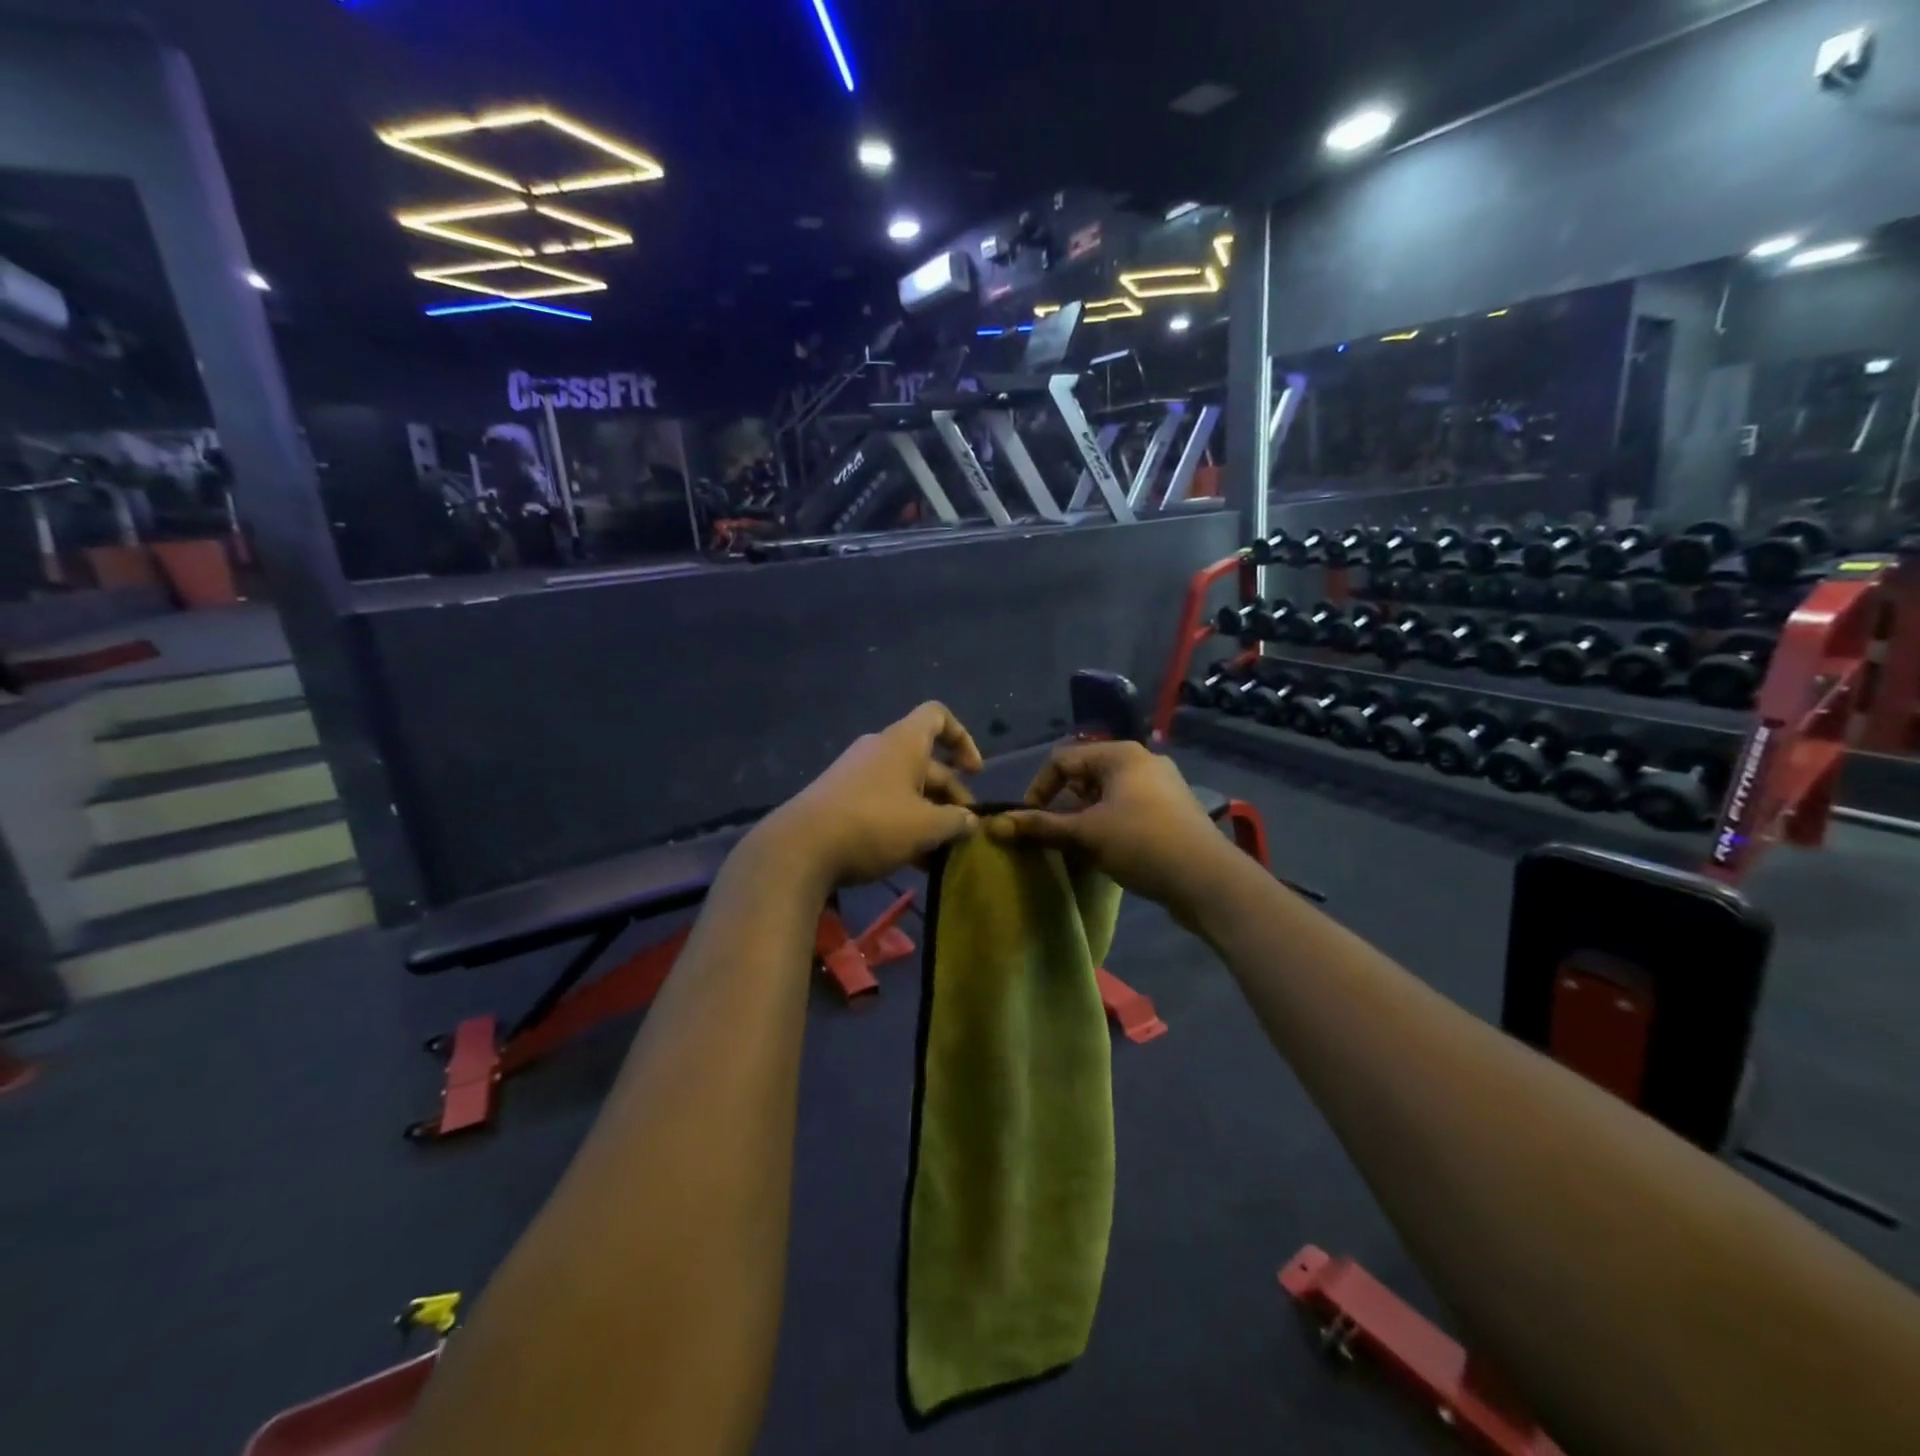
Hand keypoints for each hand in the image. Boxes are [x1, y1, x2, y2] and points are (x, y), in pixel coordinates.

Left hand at [760, 702, 983, 886]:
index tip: (974, 772)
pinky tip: (913, 862)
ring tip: (942, 853)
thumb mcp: (926, 827)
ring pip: (905, 789)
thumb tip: (969, 821)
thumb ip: (955, 822)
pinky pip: (882, 804)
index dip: (963, 739)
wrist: (800, 848)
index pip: (938, 717)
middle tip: (964, 831)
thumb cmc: (873, 825)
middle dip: (950, 795)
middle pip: (925, 762)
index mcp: (903, 742)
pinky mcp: (840, 801)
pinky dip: (902, 825)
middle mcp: (879, 750)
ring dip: (928, 816)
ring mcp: (856, 775)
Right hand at [986, 741, 1233, 914]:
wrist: (1208, 879)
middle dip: (1064, 805)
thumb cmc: (1141, 843)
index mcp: (1120, 754)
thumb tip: (995, 825)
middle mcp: (1142, 761)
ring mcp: (1162, 786)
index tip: (1029, 821)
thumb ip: (1040, 827)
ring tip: (1079, 847)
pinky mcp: (1173, 811)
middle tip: (1056, 836)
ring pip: (1108, 795)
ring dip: (1086, 819)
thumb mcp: (1085, 834)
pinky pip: (1129, 810)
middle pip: (1085, 776)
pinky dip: (1111, 825)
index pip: (1062, 760)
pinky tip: (1109, 853)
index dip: (1039, 789)